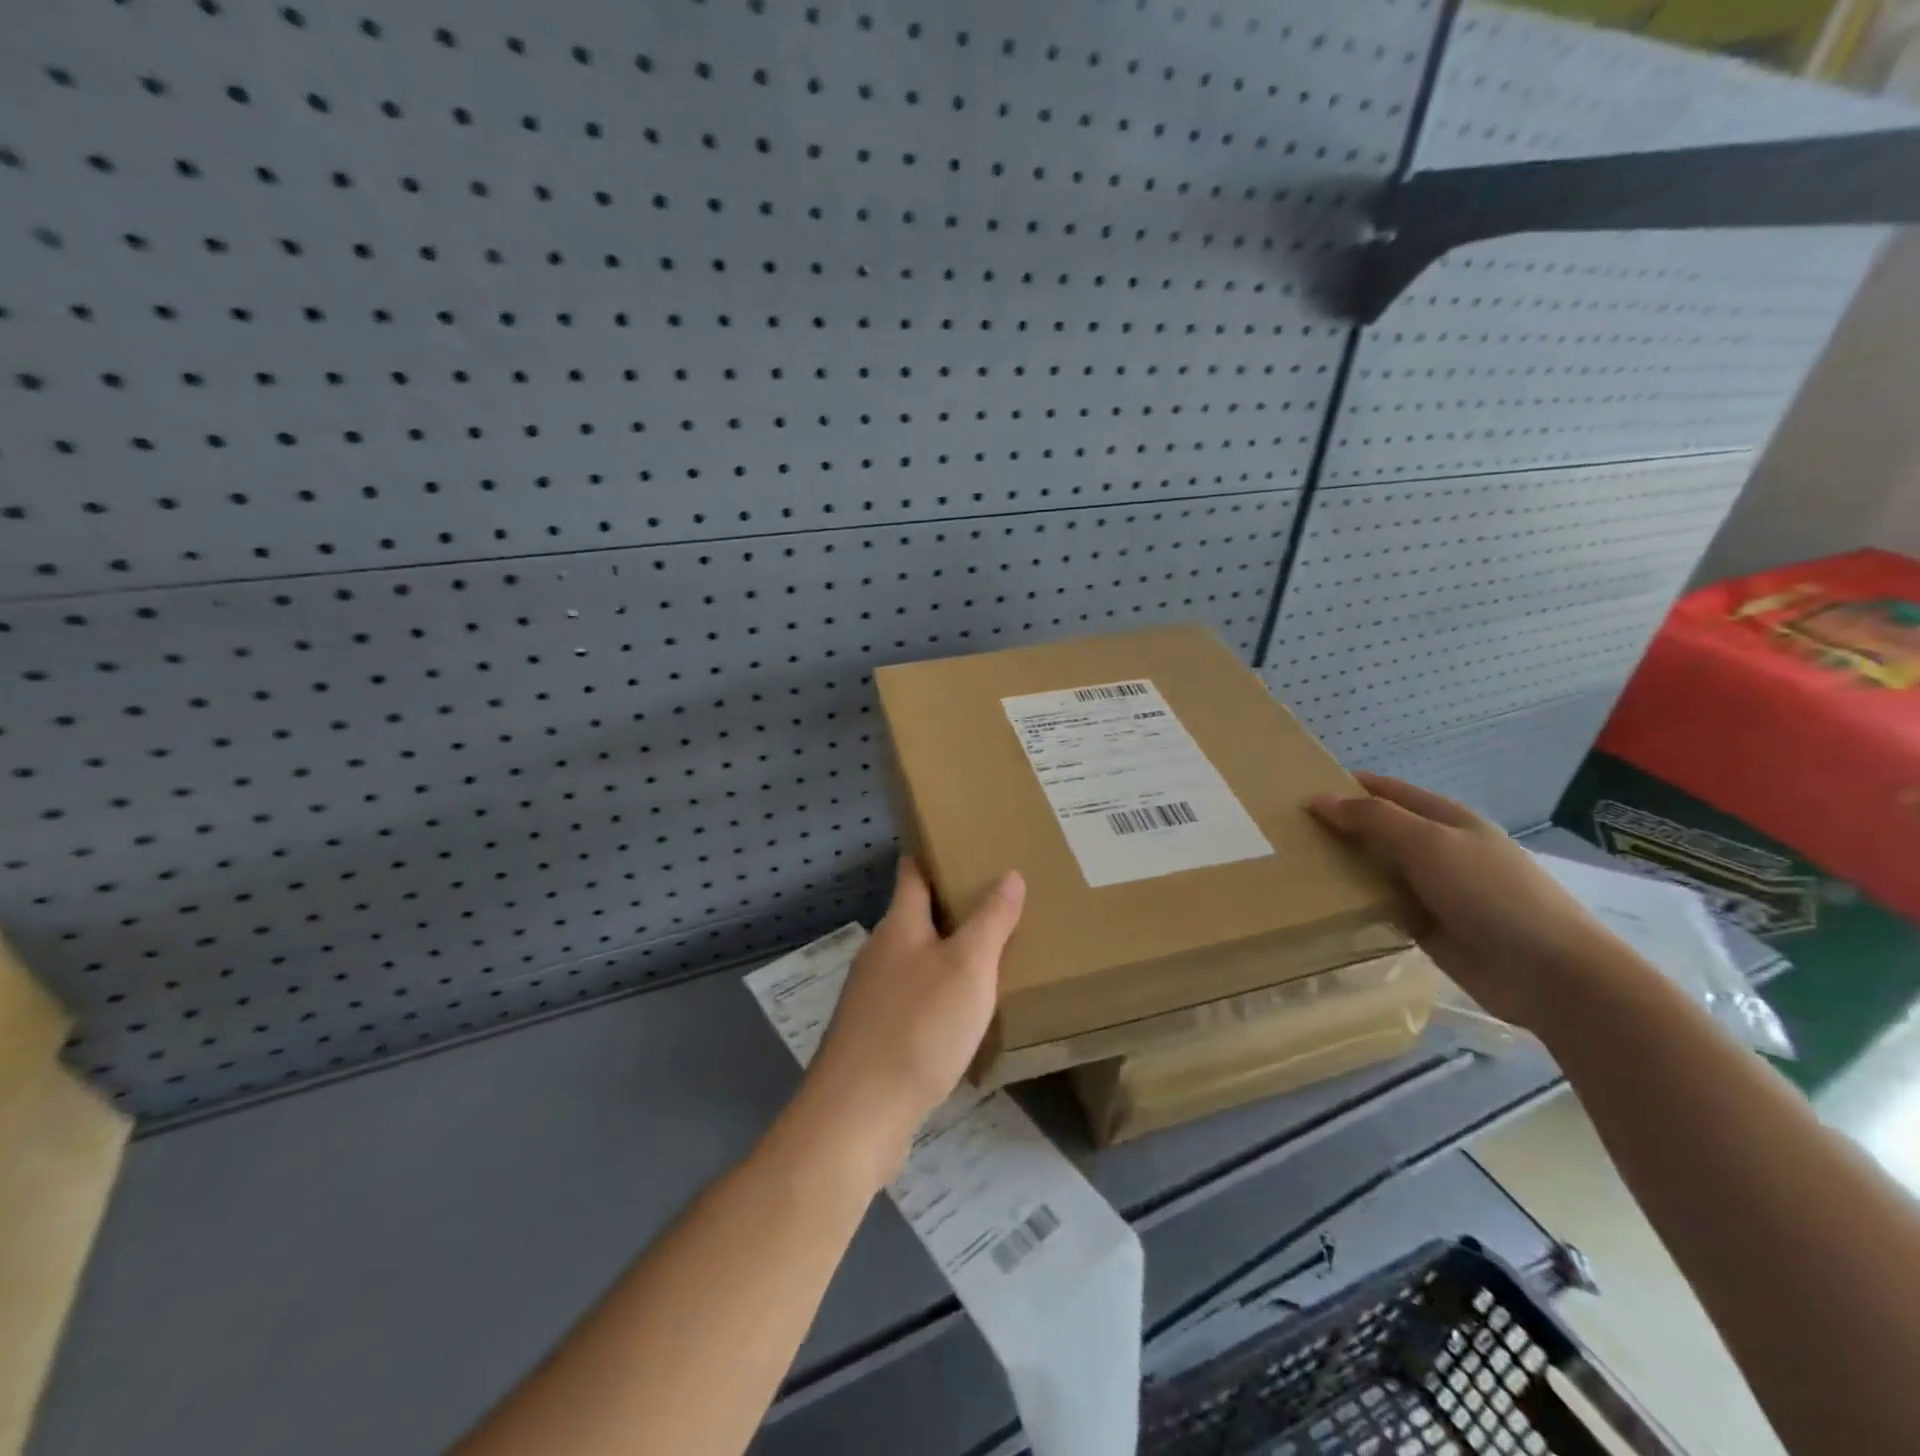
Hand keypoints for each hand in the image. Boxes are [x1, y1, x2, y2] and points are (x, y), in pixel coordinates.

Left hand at [803, 857, 1025, 1175]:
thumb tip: (1008, 873)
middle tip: (998, 899)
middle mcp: (881, 953)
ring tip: (991, 952)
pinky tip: (965, 1013)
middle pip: (916, 916)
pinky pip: (914, 999)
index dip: (933, 853)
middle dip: (952, 906)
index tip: (962, 840)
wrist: (858, 1115)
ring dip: (948, 952)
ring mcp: (873, 996)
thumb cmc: (918, 1028)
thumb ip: (990, 920)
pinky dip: (940, 993)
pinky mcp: (875, 1036)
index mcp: (899, 926)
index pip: (913, 873)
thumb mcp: (967, 968)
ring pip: (916, 960)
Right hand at [1309, 773, 1629, 1031]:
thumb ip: (1373, 819)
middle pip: (1374, 829)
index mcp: (1442, 818)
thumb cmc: (1491, 894)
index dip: (1342, 787)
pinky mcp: (1424, 926)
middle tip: (1279, 833)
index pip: (1382, 791)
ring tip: (1286, 866)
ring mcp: (1430, 888)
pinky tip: (1318, 904)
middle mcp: (1434, 848)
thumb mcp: (1429, 844)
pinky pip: (1379, 905)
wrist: (1551, 975)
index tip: (1293, 793)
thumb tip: (1318, 800)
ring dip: (1339, 866)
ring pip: (1373, 868)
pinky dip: (1353, 902)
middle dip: (1334, 827)